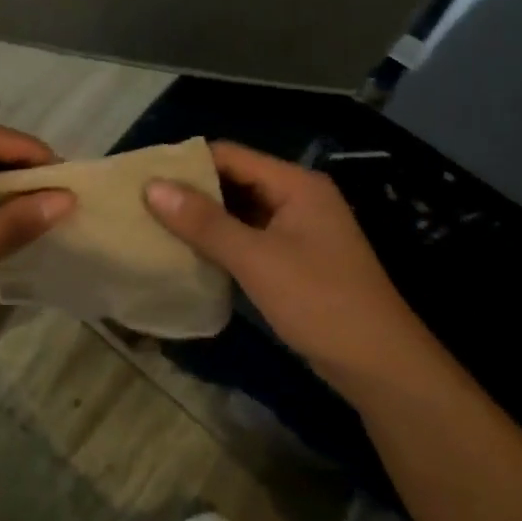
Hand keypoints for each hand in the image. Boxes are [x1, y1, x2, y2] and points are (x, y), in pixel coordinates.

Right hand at [145, 142, 426, 392]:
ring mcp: (300, 231)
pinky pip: (250, 239)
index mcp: (296, 184)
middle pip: (235, 181)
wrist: (379, 365)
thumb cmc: (319, 301)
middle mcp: (299, 198)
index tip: (143, 176)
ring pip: (241, 212)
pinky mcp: (297, 261)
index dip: (187, 162)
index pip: (230, 155)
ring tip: (155, 225)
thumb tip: (151, 187)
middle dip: (192, 192)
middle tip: (142, 203)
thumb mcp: (256, 259)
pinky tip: (190, 254)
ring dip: (204, 219)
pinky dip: (222, 243)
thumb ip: (204, 222)